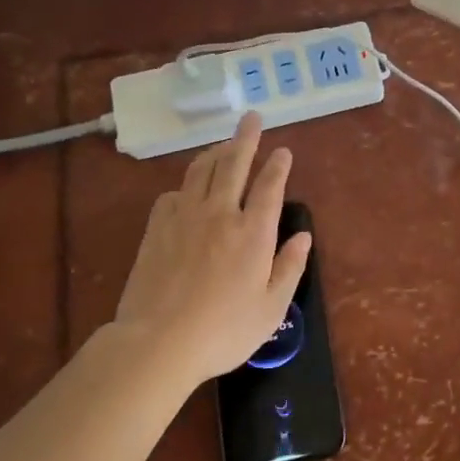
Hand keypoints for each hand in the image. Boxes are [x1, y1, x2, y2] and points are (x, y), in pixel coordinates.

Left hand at [109, 113, 310, 386]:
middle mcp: (219, 214)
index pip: (269, 187)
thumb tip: (303, 236)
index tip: (283, 151)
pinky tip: (187, 192)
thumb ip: (290, 267)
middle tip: (251, 118)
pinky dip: (185, 186)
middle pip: (234, 164)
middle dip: (246, 138)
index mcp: (253, 232)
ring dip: (215, 153)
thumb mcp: (271, 307)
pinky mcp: (156, 229)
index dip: (278, 166)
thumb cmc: (223, 330)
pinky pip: (173, 195)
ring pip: (201, 171)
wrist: (157, 342)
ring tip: (223, 145)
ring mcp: (184, 218)